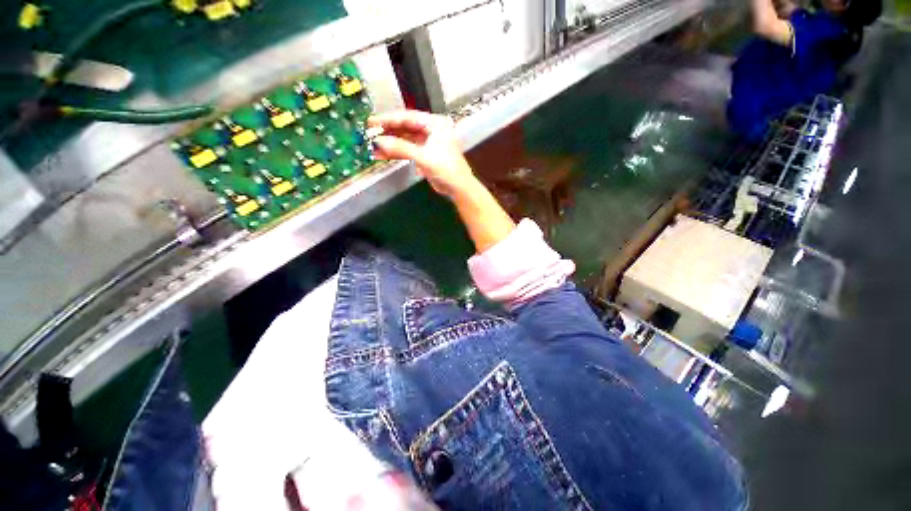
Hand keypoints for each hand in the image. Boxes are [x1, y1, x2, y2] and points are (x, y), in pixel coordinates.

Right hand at [368, 110, 478, 198]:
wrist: (458, 188)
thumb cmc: (446, 169)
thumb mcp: (424, 157)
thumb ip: (401, 148)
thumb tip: (379, 142)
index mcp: (435, 124)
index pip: (408, 117)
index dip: (389, 119)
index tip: (372, 122)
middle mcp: (431, 130)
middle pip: (405, 127)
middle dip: (388, 132)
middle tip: (370, 134)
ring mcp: (428, 142)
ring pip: (405, 139)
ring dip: (391, 143)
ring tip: (373, 147)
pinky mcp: (425, 154)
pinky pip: (408, 150)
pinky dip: (397, 152)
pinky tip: (383, 154)